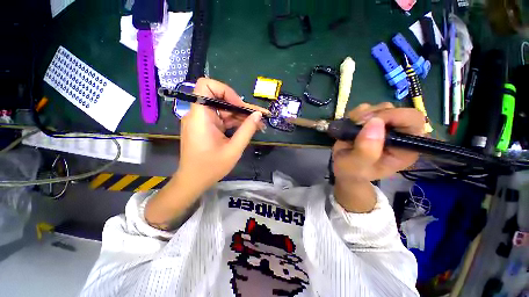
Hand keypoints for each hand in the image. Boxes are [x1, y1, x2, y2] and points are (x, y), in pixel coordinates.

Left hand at [145, 78, 266, 229]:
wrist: (194, 181)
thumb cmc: (211, 167)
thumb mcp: (233, 149)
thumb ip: (247, 130)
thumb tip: (258, 115)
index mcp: (200, 117)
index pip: (206, 86)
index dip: (225, 91)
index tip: (239, 105)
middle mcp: (199, 114)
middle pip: (220, 99)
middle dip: (240, 106)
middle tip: (258, 116)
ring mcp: (203, 121)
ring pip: (224, 109)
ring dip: (240, 115)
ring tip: (258, 124)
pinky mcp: (206, 127)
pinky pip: (222, 119)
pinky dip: (235, 122)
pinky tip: (248, 128)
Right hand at [332, 103, 424, 211]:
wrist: (344, 169)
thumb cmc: (353, 171)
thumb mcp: (357, 166)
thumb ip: (367, 150)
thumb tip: (375, 122)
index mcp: (405, 147)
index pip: (413, 120)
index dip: (393, 116)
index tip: (368, 122)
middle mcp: (400, 134)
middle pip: (396, 110)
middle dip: (373, 115)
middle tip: (356, 125)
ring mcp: (386, 126)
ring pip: (381, 107)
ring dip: (363, 114)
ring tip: (352, 128)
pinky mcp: (373, 122)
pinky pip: (367, 108)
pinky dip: (356, 113)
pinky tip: (351, 125)